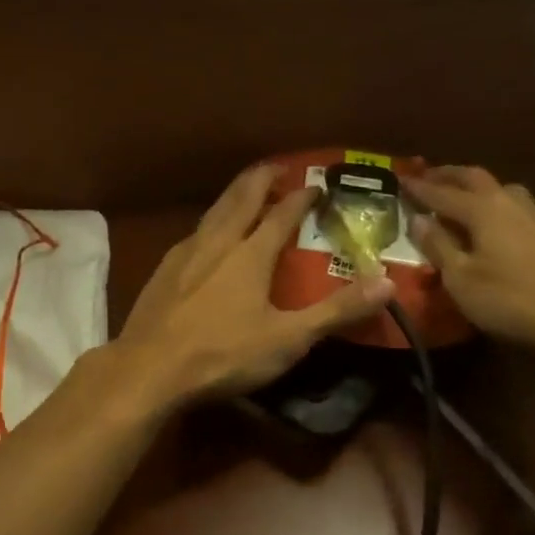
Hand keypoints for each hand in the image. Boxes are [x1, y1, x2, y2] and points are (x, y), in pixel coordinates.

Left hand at [111, 164, 394, 408]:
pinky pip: (195, 230)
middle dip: (262, 178)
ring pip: (215, 210)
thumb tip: (386, 283)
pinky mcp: (164, 268)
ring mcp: (186, 252)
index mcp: (251, 254)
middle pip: (242, 198)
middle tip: (277, 166)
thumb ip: (336, 311)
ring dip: (234, 194)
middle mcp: (218, 241)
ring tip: (245, 188)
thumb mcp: (288, 339)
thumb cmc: (223, 354)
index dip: (302, 197)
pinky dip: (211, 219)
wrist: (148, 368)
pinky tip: (207, 232)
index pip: (282, 214)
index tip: (317, 184)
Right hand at [403, 165, 534, 367]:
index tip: (399, 179)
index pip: (440, 192)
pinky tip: (525, 227)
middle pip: (476, 178)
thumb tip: (416, 219)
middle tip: (430, 176)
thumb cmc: (512, 300)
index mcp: (481, 209)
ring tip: (471, 197)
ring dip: (485, 190)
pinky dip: (522, 216)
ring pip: (508, 191)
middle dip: (450, 175)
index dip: (418, 187)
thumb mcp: (461, 278)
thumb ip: (438, 246)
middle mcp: (510, 203)